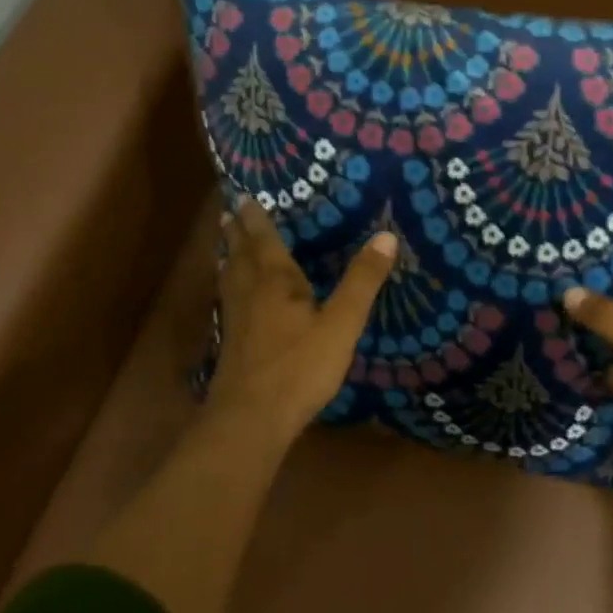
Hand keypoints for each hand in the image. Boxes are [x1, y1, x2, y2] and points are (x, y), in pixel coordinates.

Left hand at [208, 198, 397, 439]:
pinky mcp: (231, 344)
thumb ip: (362, 282)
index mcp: (275, 282)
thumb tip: (386, 236)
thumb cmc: (300, 367)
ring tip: (226, 246)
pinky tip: (232, 300)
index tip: (245, 196)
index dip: (257, 219)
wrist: (252, 417)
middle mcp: (249, 293)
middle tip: (229, 212)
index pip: (264, 241)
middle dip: (236, 233)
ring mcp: (235, 320)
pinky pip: (227, 302)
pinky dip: (228, 288)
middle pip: (239, 255)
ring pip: (229, 279)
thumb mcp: (341, 324)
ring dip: (228, 257)